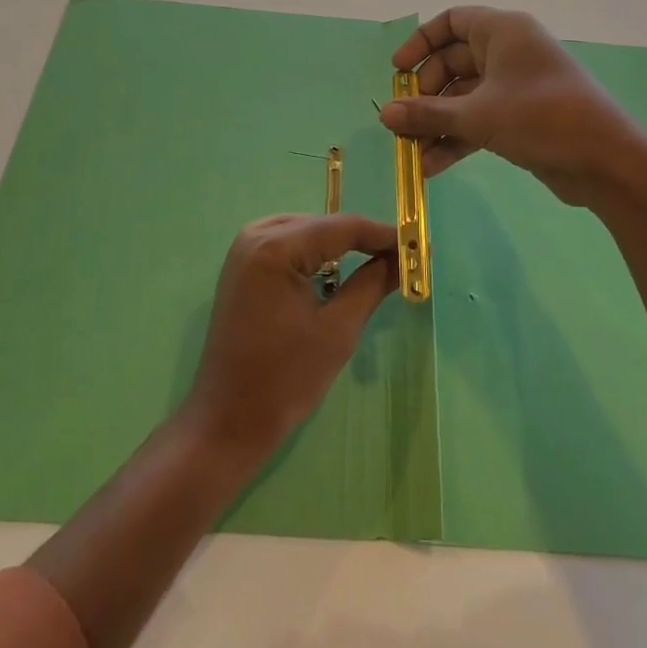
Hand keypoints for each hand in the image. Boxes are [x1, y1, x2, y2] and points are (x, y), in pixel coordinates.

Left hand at [181, 214, 398, 464]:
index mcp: (275, 247)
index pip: (341, 227)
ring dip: (340, 246)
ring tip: (378, 263)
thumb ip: (372, 284)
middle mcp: (256, 234)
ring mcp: (245, 247)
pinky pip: (288, 245)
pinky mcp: (242, 264)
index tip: (420, 245)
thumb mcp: (338, 331)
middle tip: (402, 258)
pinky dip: (315, 254)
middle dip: (363, 240)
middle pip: (323, 225)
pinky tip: (337, 272)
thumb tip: (404, 258)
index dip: (383, 234)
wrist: (226, 422)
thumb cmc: (284, 380)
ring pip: (307, 231)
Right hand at [380, 6, 646, 209]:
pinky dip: (459, 138)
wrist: (607, 162)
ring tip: (411, 153)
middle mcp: (510, 51)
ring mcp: (518, 85)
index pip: (451, 21)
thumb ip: (427, 114)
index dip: (420, 43)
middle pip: (454, 63)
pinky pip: (481, 119)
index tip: (397, 72)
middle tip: (403, 122)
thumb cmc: (540, 118)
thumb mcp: (477, 115)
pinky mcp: (524, 117)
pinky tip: (433, 167)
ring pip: (466, 96)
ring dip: (438, 123)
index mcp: (503, 31)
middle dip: (425, 95)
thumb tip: (384, 114)